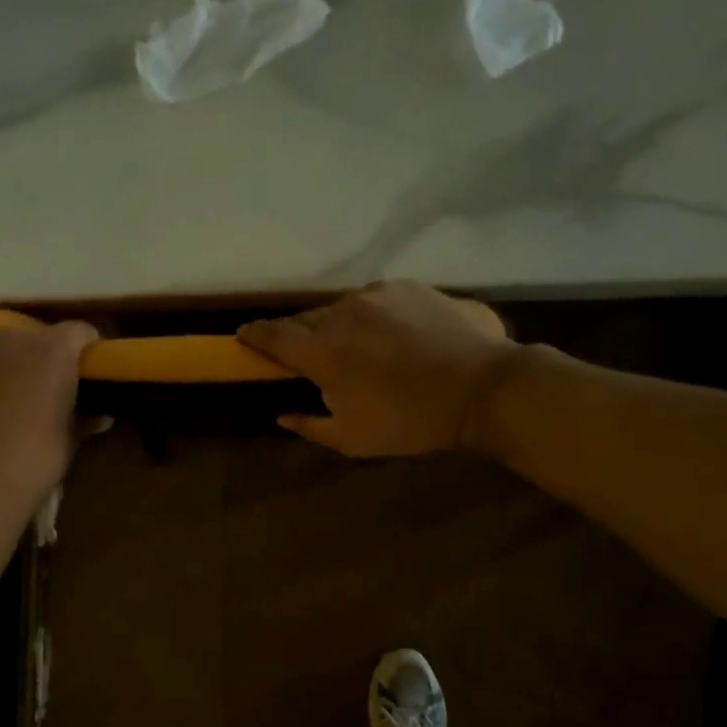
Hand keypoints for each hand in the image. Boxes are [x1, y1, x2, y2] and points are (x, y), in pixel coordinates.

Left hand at [0, 316, 97, 506]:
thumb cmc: (31, 464)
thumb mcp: (69, 440)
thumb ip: (84, 417)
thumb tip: (101, 415)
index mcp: (53, 351)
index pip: (79, 332)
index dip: (84, 351)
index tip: (84, 372)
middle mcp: (11, 336)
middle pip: (33, 334)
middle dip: (40, 355)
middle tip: (39, 387)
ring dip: (1, 355)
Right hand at [236, 281, 520, 456]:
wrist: (481, 388)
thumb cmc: (410, 421)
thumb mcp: (353, 439)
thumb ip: (310, 425)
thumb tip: (281, 415)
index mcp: (322, 351)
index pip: (273, 336)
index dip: (254, 336)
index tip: (244, 337)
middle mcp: (342, 313)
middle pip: (306, 320)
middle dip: (300, 336)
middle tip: (309, 356)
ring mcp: (377, 295)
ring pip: (342, 308)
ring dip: (340, 326)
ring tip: (358, 347)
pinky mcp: (408, 287)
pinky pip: (377, 301)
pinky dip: (373, 317)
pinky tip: (393, 336)